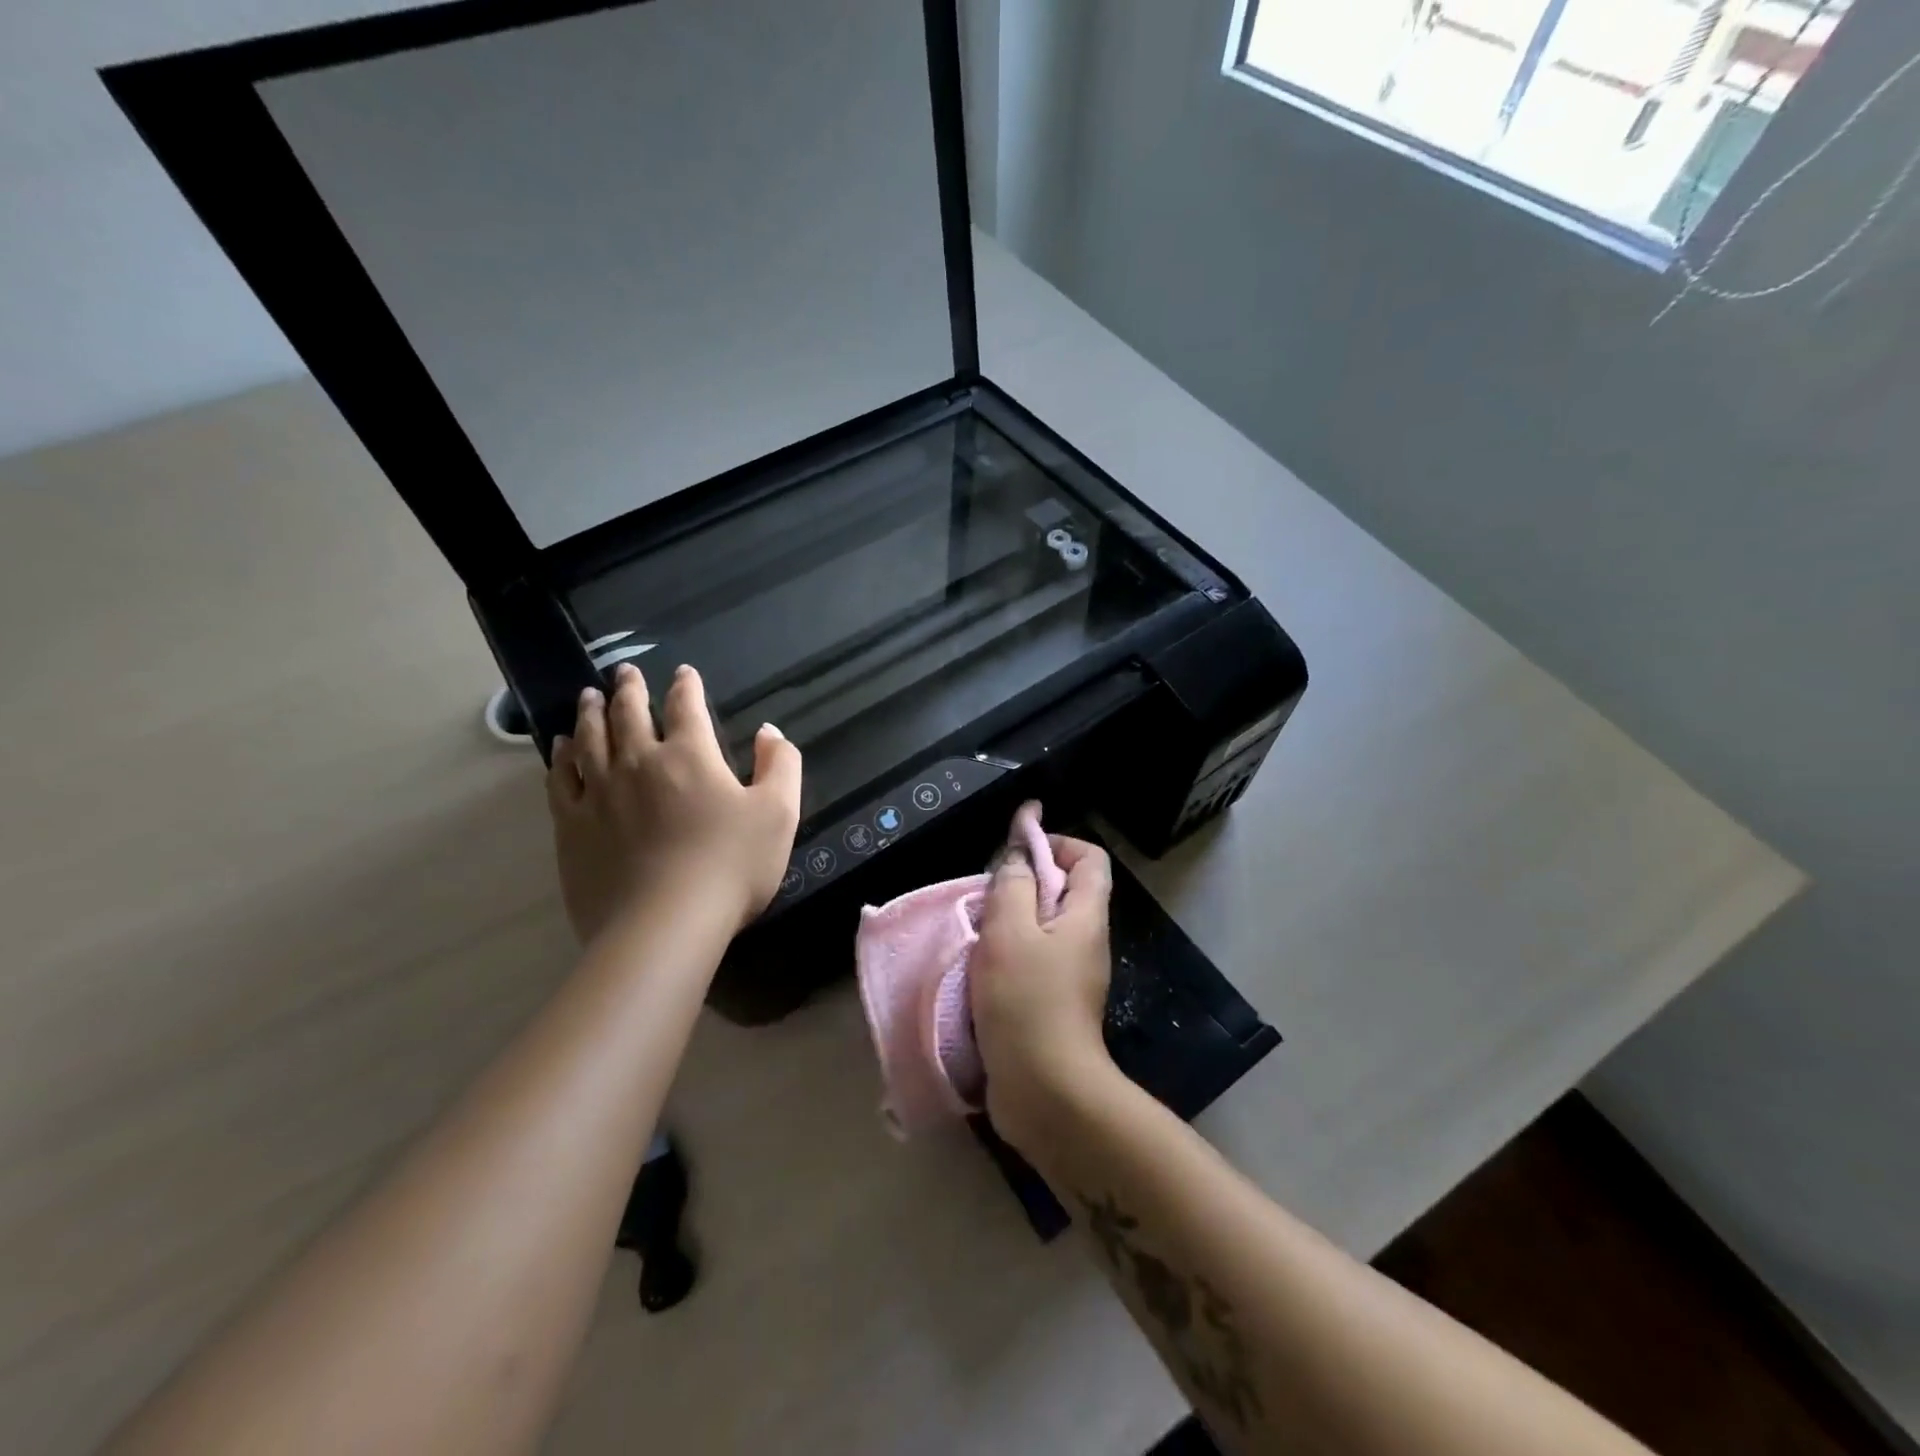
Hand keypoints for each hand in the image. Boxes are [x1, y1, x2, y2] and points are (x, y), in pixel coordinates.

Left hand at [546, 662, 801, 945]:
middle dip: (629, 689)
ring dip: (590, 713)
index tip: (683, 672)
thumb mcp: (778, 814)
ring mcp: (599, 793)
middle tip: (624, 672)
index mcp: (690, 756)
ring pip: (589, 739)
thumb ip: (780, 766)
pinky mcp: (572, 826)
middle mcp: (639, 762)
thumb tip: (769, 732)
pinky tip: (560, 748)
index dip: (686, 686)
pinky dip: (560, 757)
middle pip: (629, 714)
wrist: (664, 925)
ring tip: (588, 697)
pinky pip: (561, 779)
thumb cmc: (730, 867)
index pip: (686, 707)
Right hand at [971, 833, 1118, 1149]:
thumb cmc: (1026, 1001)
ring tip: (977, 930)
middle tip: (986, 895)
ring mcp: (1071, 975)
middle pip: (1063, 890)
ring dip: (1010, 920)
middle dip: (1024, 882)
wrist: (1045, 1092)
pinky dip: (1007, 954)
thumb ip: (1013, 884)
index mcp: (1086, 916)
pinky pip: (1032, 960)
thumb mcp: (1010, 931)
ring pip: (1043, 927)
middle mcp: (1086, 940)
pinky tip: (979, 967)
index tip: (1015, 850)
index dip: (1055, 842)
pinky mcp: (1052, 1003)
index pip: (1089, 857)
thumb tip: (1019, 855)